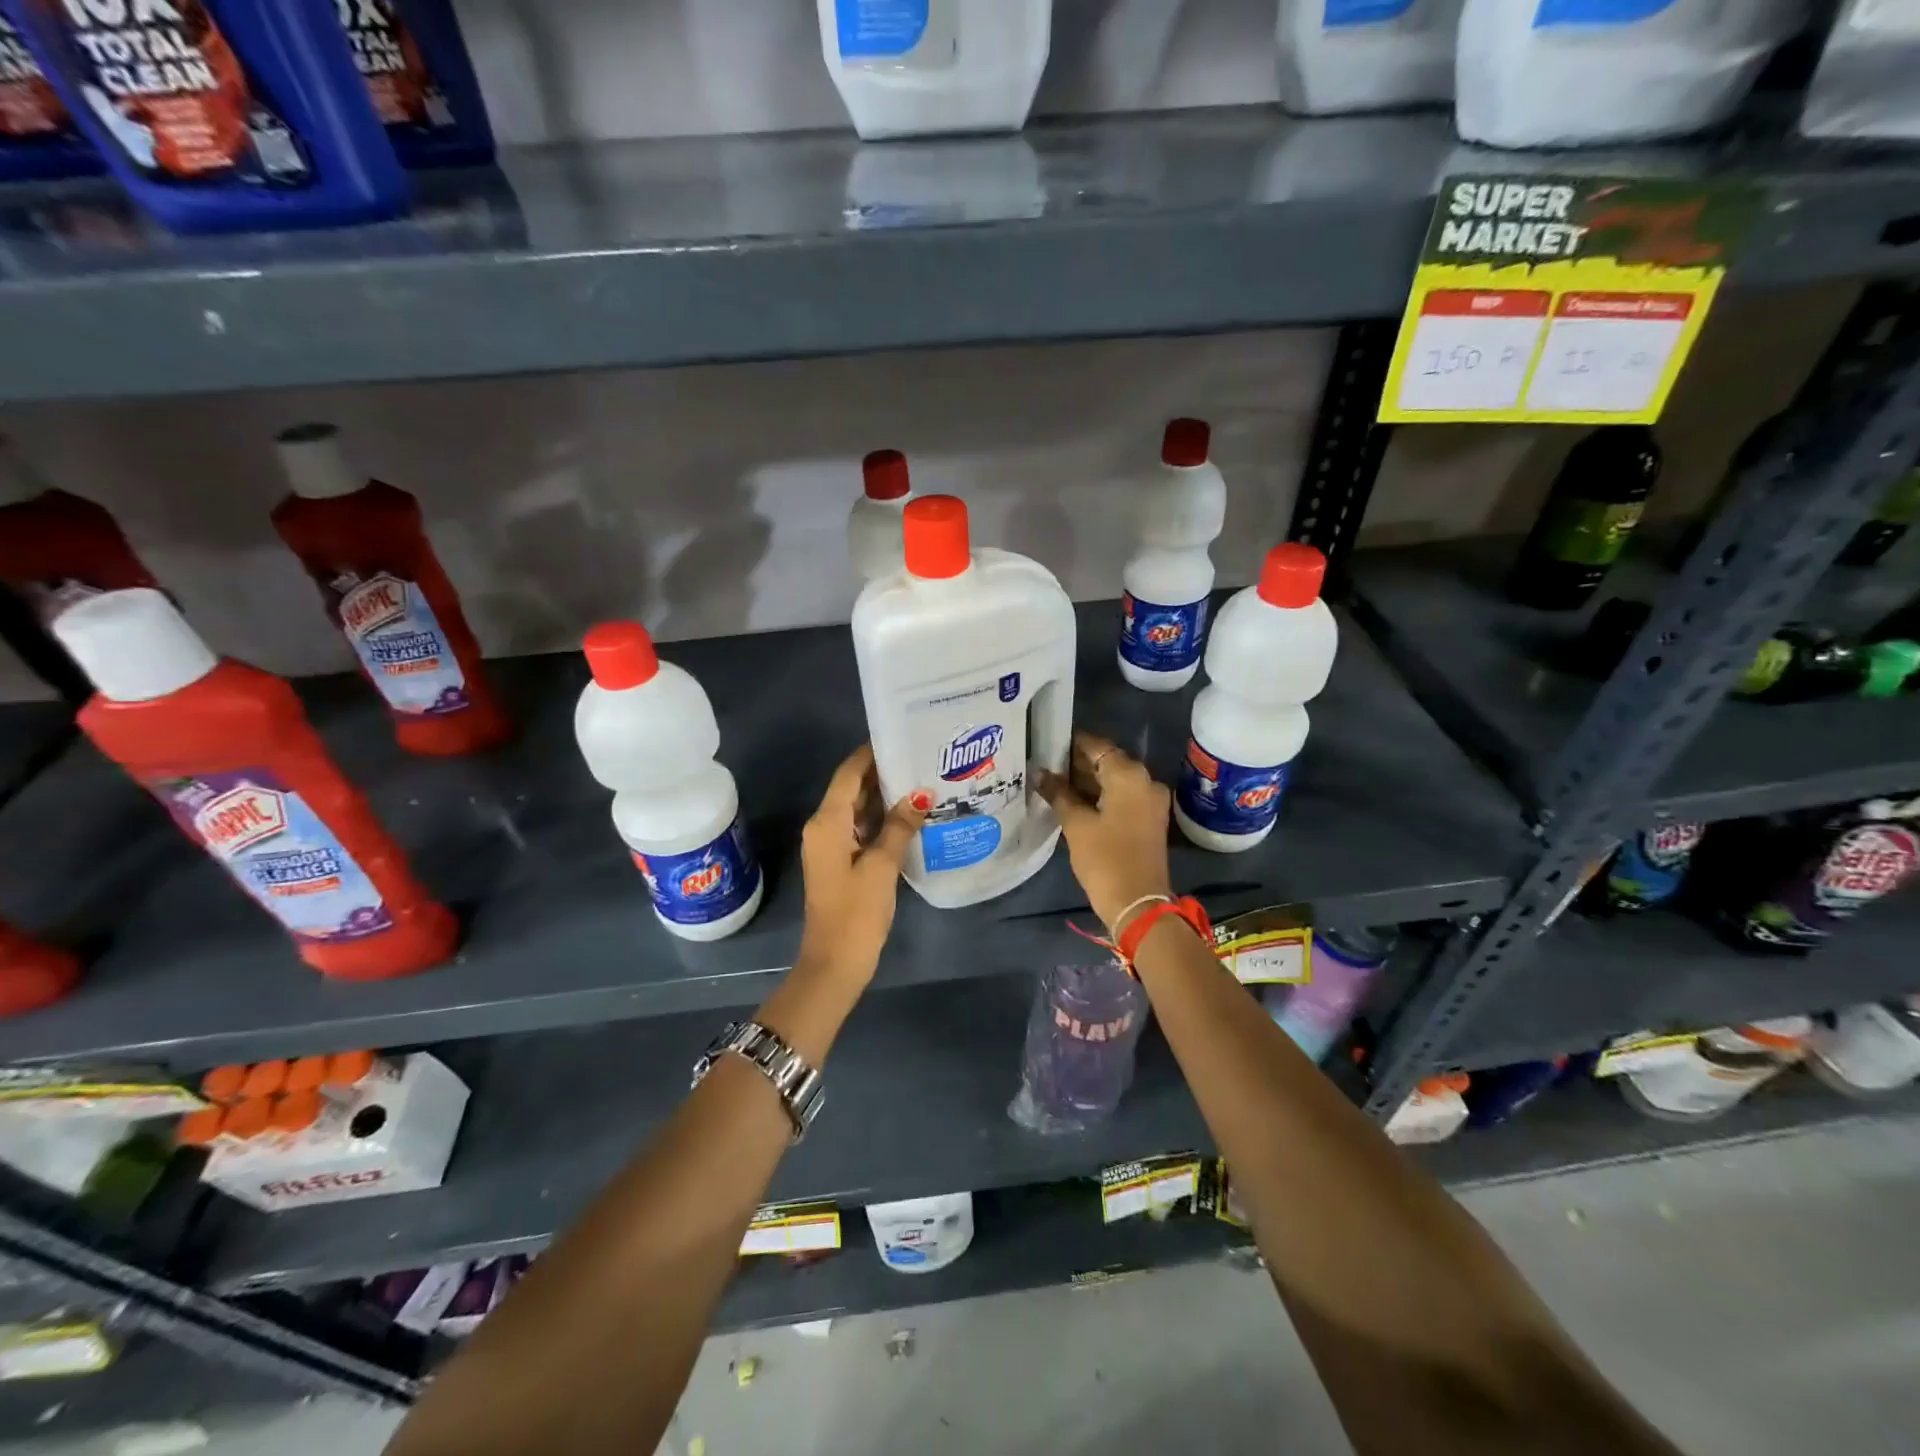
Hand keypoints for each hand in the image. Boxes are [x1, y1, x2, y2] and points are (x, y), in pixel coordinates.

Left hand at [796, 745, 923, 984]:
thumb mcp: (882, 866)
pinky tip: (912, 816)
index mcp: (827, 823)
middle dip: (883, 772)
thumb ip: (900, 827)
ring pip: (858, 810)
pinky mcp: (841, 862)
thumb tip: (920, 794)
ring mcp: (832, 846)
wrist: (834, 963)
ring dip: (885, 797)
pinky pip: (861, 829)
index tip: (900, 735)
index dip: (870, 753)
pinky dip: (882, 820)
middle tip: (920, 756)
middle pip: (852, 789)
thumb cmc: (856, 912)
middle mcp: (824, 827)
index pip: (848, 774)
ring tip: (923, 779)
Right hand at [1036, 732, 1174, 932]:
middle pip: (1108, 761)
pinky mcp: (1150, 819)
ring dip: (1089, 781)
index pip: (1097, 746)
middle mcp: (1146, 780)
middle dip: (1078, 764)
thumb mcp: (1076, 824)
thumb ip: (1058, 793)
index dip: (1071, 745)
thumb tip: (1039, 773)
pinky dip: (1102, 796)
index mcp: (1129, 775)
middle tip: (1047, 768)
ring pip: (1116, 780)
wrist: (1138, 903)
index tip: (1047, 746)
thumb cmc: (1105, 859)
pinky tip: (1075, 803)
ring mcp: (1151, 800)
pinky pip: (1123, 796)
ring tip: (1055, 785)